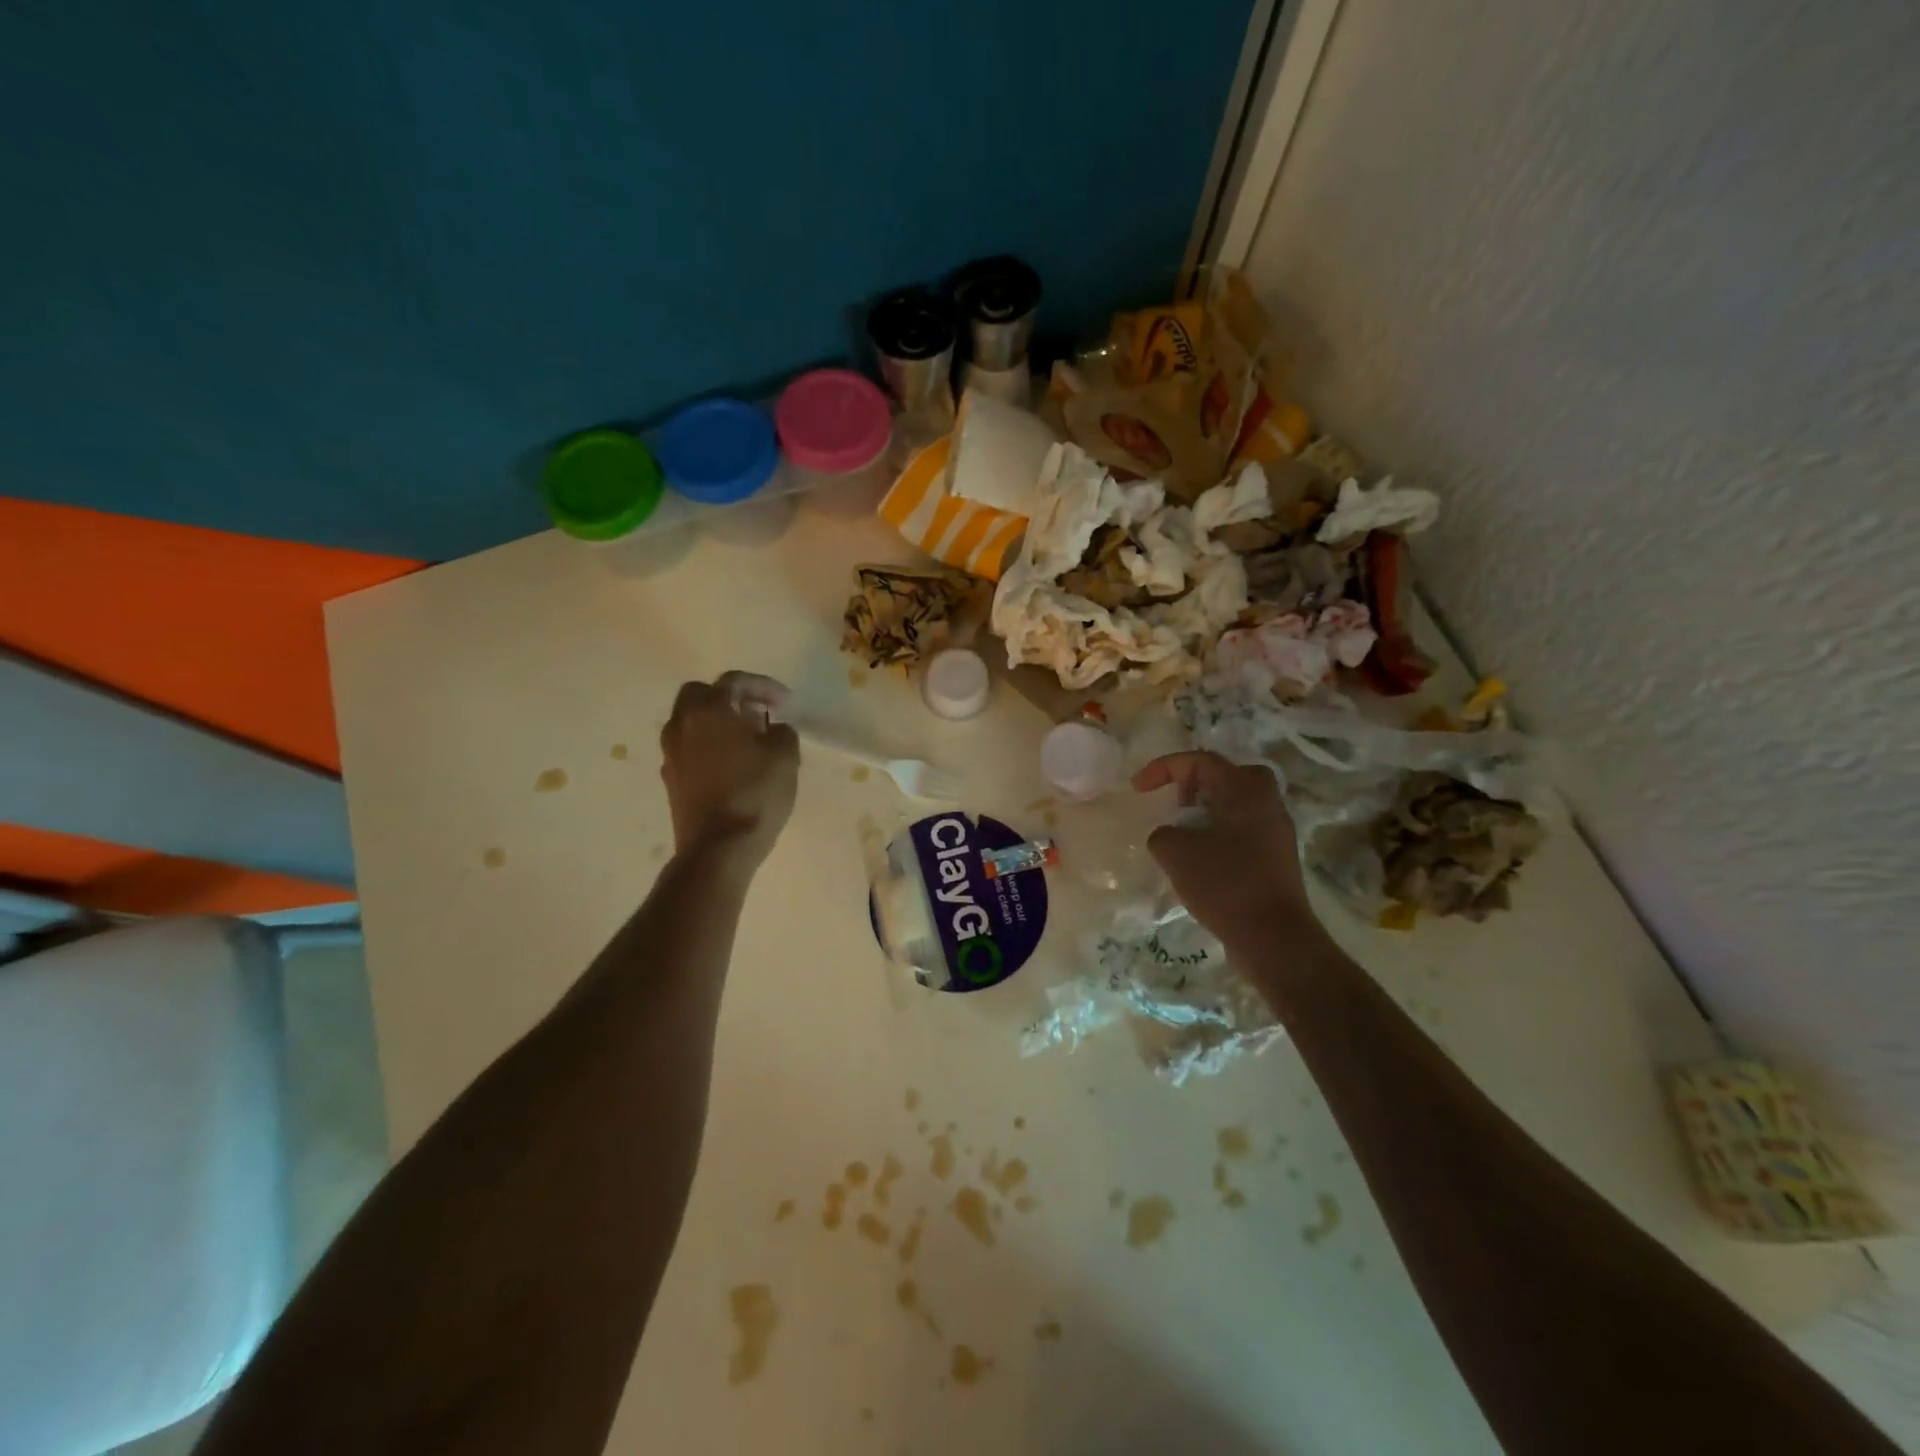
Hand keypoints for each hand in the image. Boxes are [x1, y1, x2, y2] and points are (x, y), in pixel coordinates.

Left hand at [659, 673, 799, 868]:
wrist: (718, 849)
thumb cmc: (755, 795)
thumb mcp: (785, 757)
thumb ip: (782, 732)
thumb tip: (772, 729)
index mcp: (709, 710)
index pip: (734, 681)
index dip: (763, 686)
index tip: (785, 702)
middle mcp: (681, 724)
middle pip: (700, 695)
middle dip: (730, 697)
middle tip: (757, 712)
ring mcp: (671, 753)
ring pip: (690, 722)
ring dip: (716, 722)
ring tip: (747, 739)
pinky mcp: (671, 779)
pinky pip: (689, 748)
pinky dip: (708, 745)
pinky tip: (732, 764)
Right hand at [1132, 751, 1322, 953]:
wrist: (1274, 937)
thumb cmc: (1224, 884)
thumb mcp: (1175, 853)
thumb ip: (1163, 834)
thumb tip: (1171, 836)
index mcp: (1245, 789)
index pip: (1200, 761)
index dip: (1163, 768)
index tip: (1138, 788)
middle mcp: (1267, 802)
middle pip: (1227, 776)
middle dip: (1195, 785)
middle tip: (1176, 805)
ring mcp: (1277, 831)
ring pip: (1237, 804)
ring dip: (1207, 812)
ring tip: (1184, 836)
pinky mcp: (1278, 857)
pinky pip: (1244, 830)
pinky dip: (1220, 834)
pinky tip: (1203, 862)